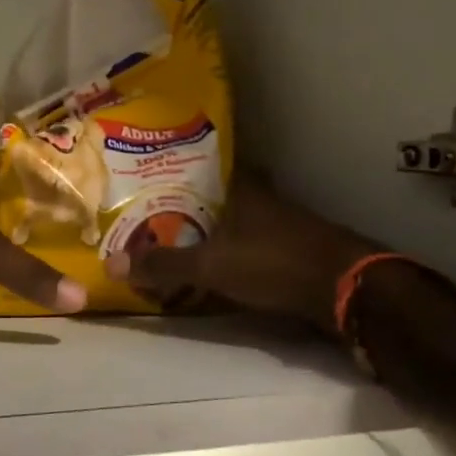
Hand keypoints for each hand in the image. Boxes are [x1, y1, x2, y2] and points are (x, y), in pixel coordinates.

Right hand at [104, 177, 376, 325]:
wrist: (345, 289)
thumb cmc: (272, 263)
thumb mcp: (209, 266)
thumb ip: (163, 265)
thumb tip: (110, 263)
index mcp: (243, 189)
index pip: (209, 166)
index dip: (183, 169)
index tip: (156, 176)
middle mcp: (265, 199)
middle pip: (222, 196)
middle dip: (195, 204)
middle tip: (159, 214)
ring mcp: (285, 225)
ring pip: (240, 221)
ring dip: (216, 230)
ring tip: (180, 241)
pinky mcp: (297, 251)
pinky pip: (254, 246)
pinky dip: (235, 253)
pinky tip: (219, 266)